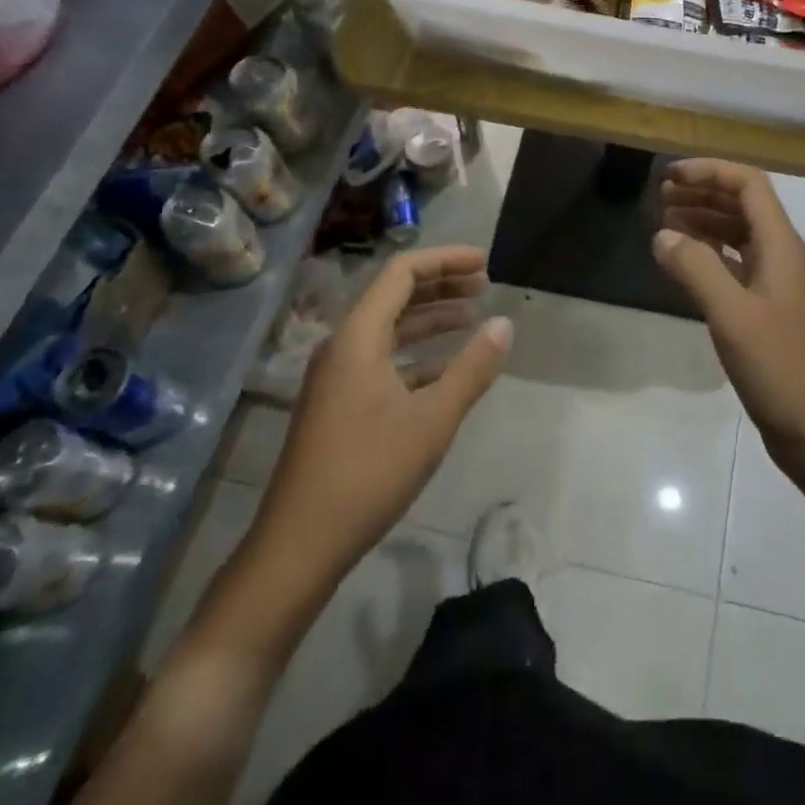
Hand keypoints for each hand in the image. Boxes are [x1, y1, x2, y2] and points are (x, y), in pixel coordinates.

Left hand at [255, 245, 510, 580]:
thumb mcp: (432, 419)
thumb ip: (472, 368)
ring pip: (390, 329)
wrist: (299, 545)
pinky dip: (418, 354)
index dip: (445, 260)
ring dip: (430, 318)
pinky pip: (384, 360)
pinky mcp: (340, 404)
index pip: (402, 272)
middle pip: (394, 295)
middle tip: (484, 284)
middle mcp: (344, 346)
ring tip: (472, 317)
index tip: (485, 263)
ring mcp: (338, 377)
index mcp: (358, 337)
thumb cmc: (368, 473)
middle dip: (441, 284)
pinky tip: (448, 369)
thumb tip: (504, 324)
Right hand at [652, 160, 804, 467]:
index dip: (709, 172)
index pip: (749, 184)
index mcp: (781, 245)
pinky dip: (708, 252)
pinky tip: (683, 261)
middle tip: (659, 197)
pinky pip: (735, 262)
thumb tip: (662, 234)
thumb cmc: (777, 366)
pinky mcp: (765, 306)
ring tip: (664, 223)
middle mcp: (781, 254)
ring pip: (737, 233)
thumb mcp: (731, 314)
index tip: (669, 177)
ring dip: (703, 221)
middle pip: (742, 204)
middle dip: (702, 192)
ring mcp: (775, 281)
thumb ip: (695, 268)